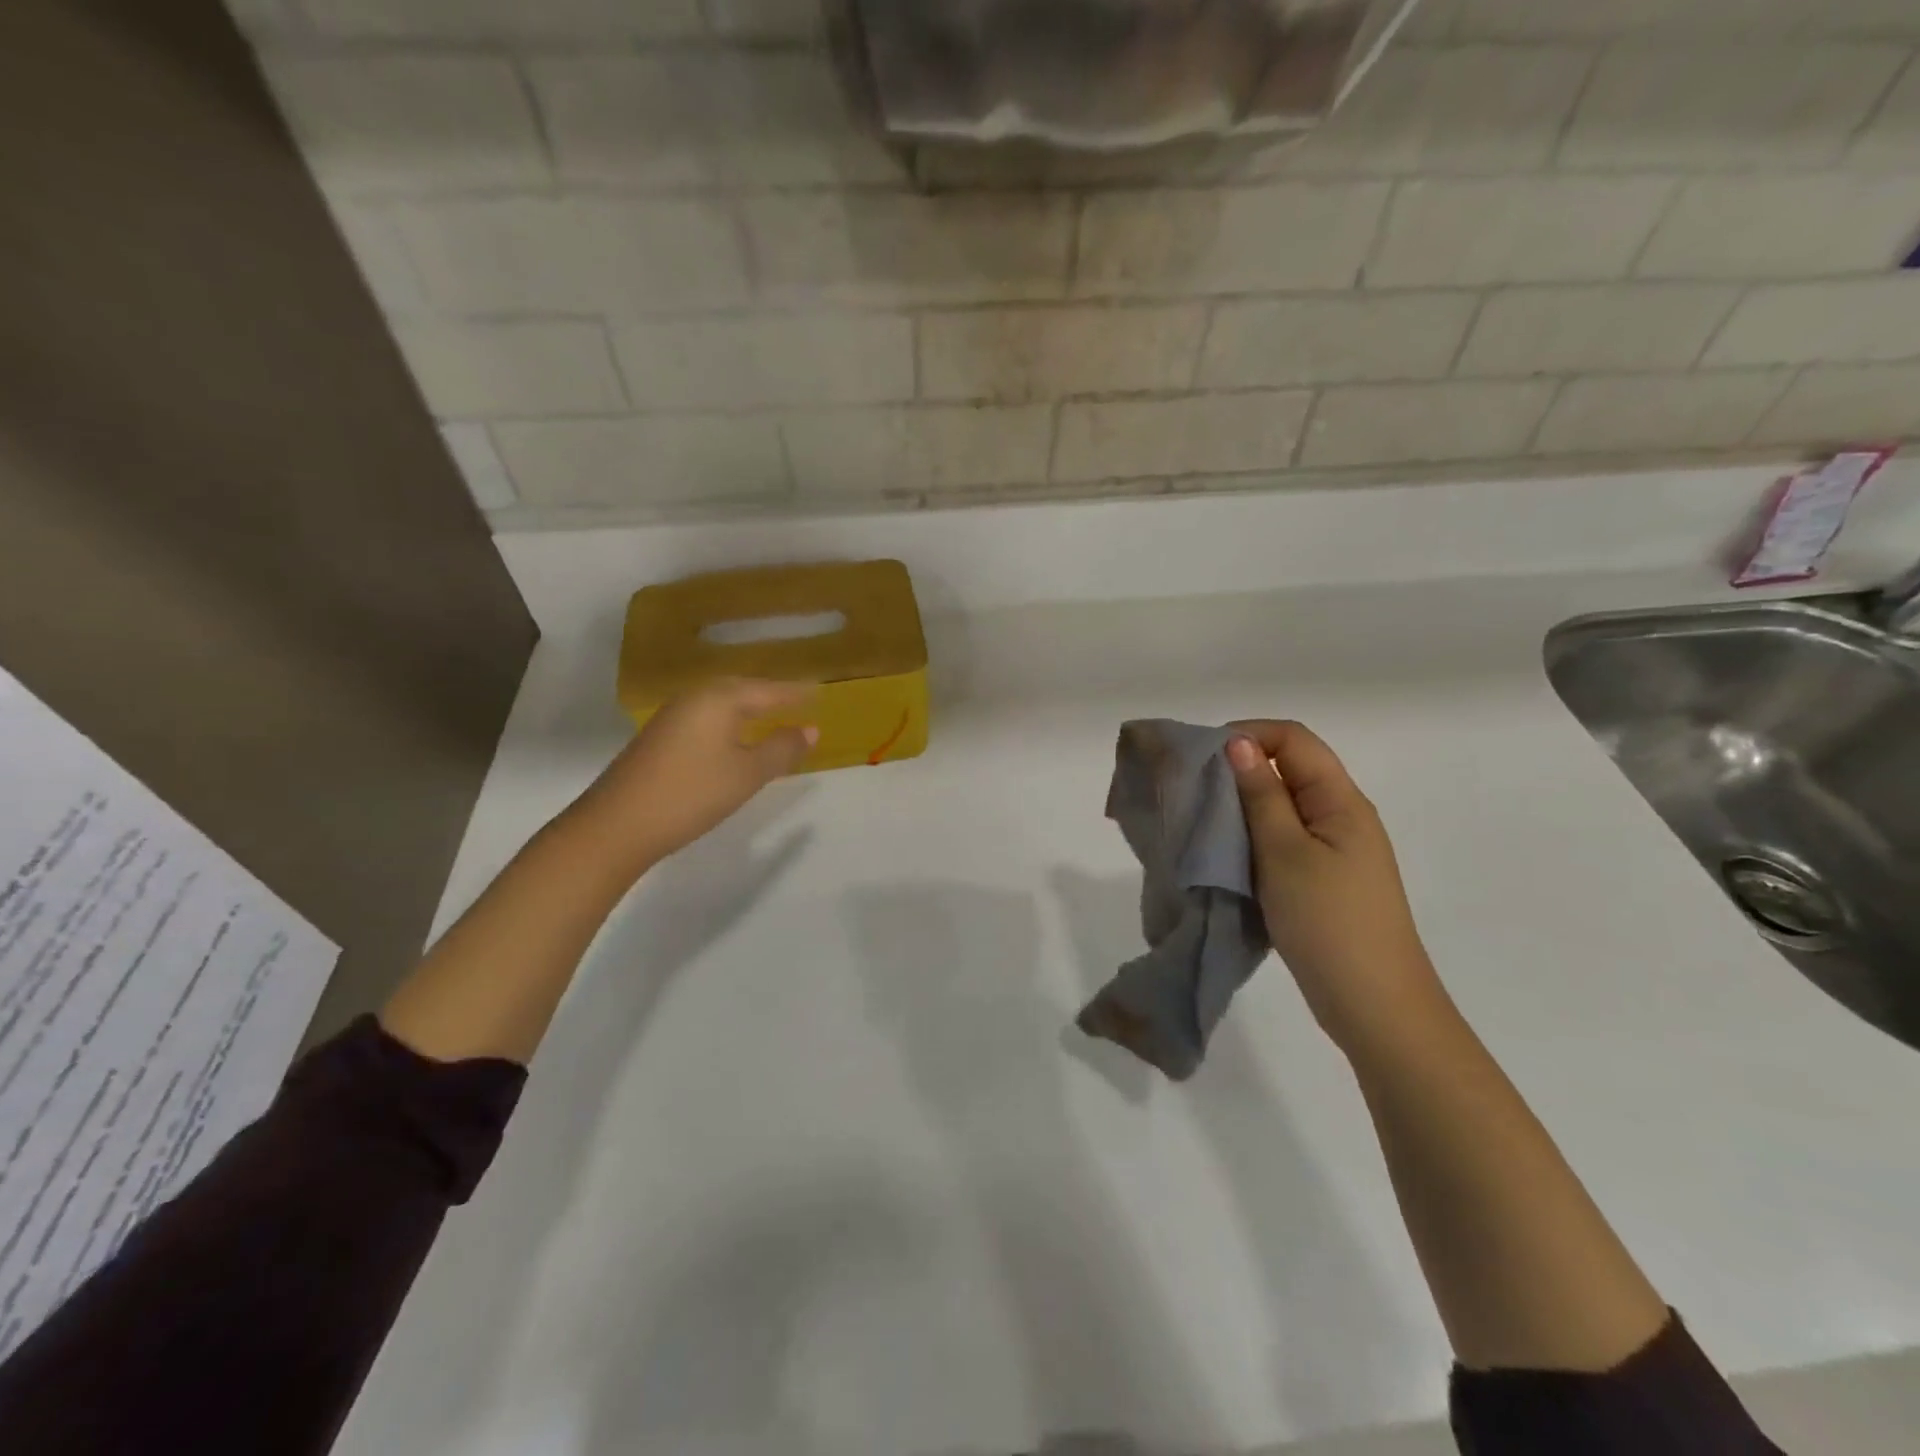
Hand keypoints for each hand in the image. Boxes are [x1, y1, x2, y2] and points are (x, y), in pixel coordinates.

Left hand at [573, 678, 815, 878]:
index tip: (820, 694)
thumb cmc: (692, 793)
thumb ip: (782, 749)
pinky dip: (728, 722)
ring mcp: (672, 717)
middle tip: (798, 701)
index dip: (795, 694)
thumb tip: (811, 729)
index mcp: (719, 699)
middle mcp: (694, 698)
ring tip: (771, 716)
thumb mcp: (747, 773)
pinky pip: (706, 718)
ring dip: (748, 708)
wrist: (617, 825)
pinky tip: (733, 738)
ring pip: (720, 704)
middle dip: (770, 695)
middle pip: (741, 689)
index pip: (768, 690)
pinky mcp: (659, 738)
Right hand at [1227, 721, 1444, 1050]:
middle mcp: (1340, 816)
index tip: (1201, 758)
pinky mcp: (1320, 878)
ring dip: (1242, 806)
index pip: (1294, 739)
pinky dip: (1251, 837)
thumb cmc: (1329, 922)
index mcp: (1341, 801)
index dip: (1248, 734)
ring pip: (1281, 806)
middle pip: (1289, 768)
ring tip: (1202, 822)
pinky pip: (1282, 839)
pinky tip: (1225, 854)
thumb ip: (1262, 796)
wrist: (1373, 1005)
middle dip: (1239, 769)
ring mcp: (1333, 849)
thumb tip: (1238, 744)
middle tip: (1193, 790)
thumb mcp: (1285, 853)